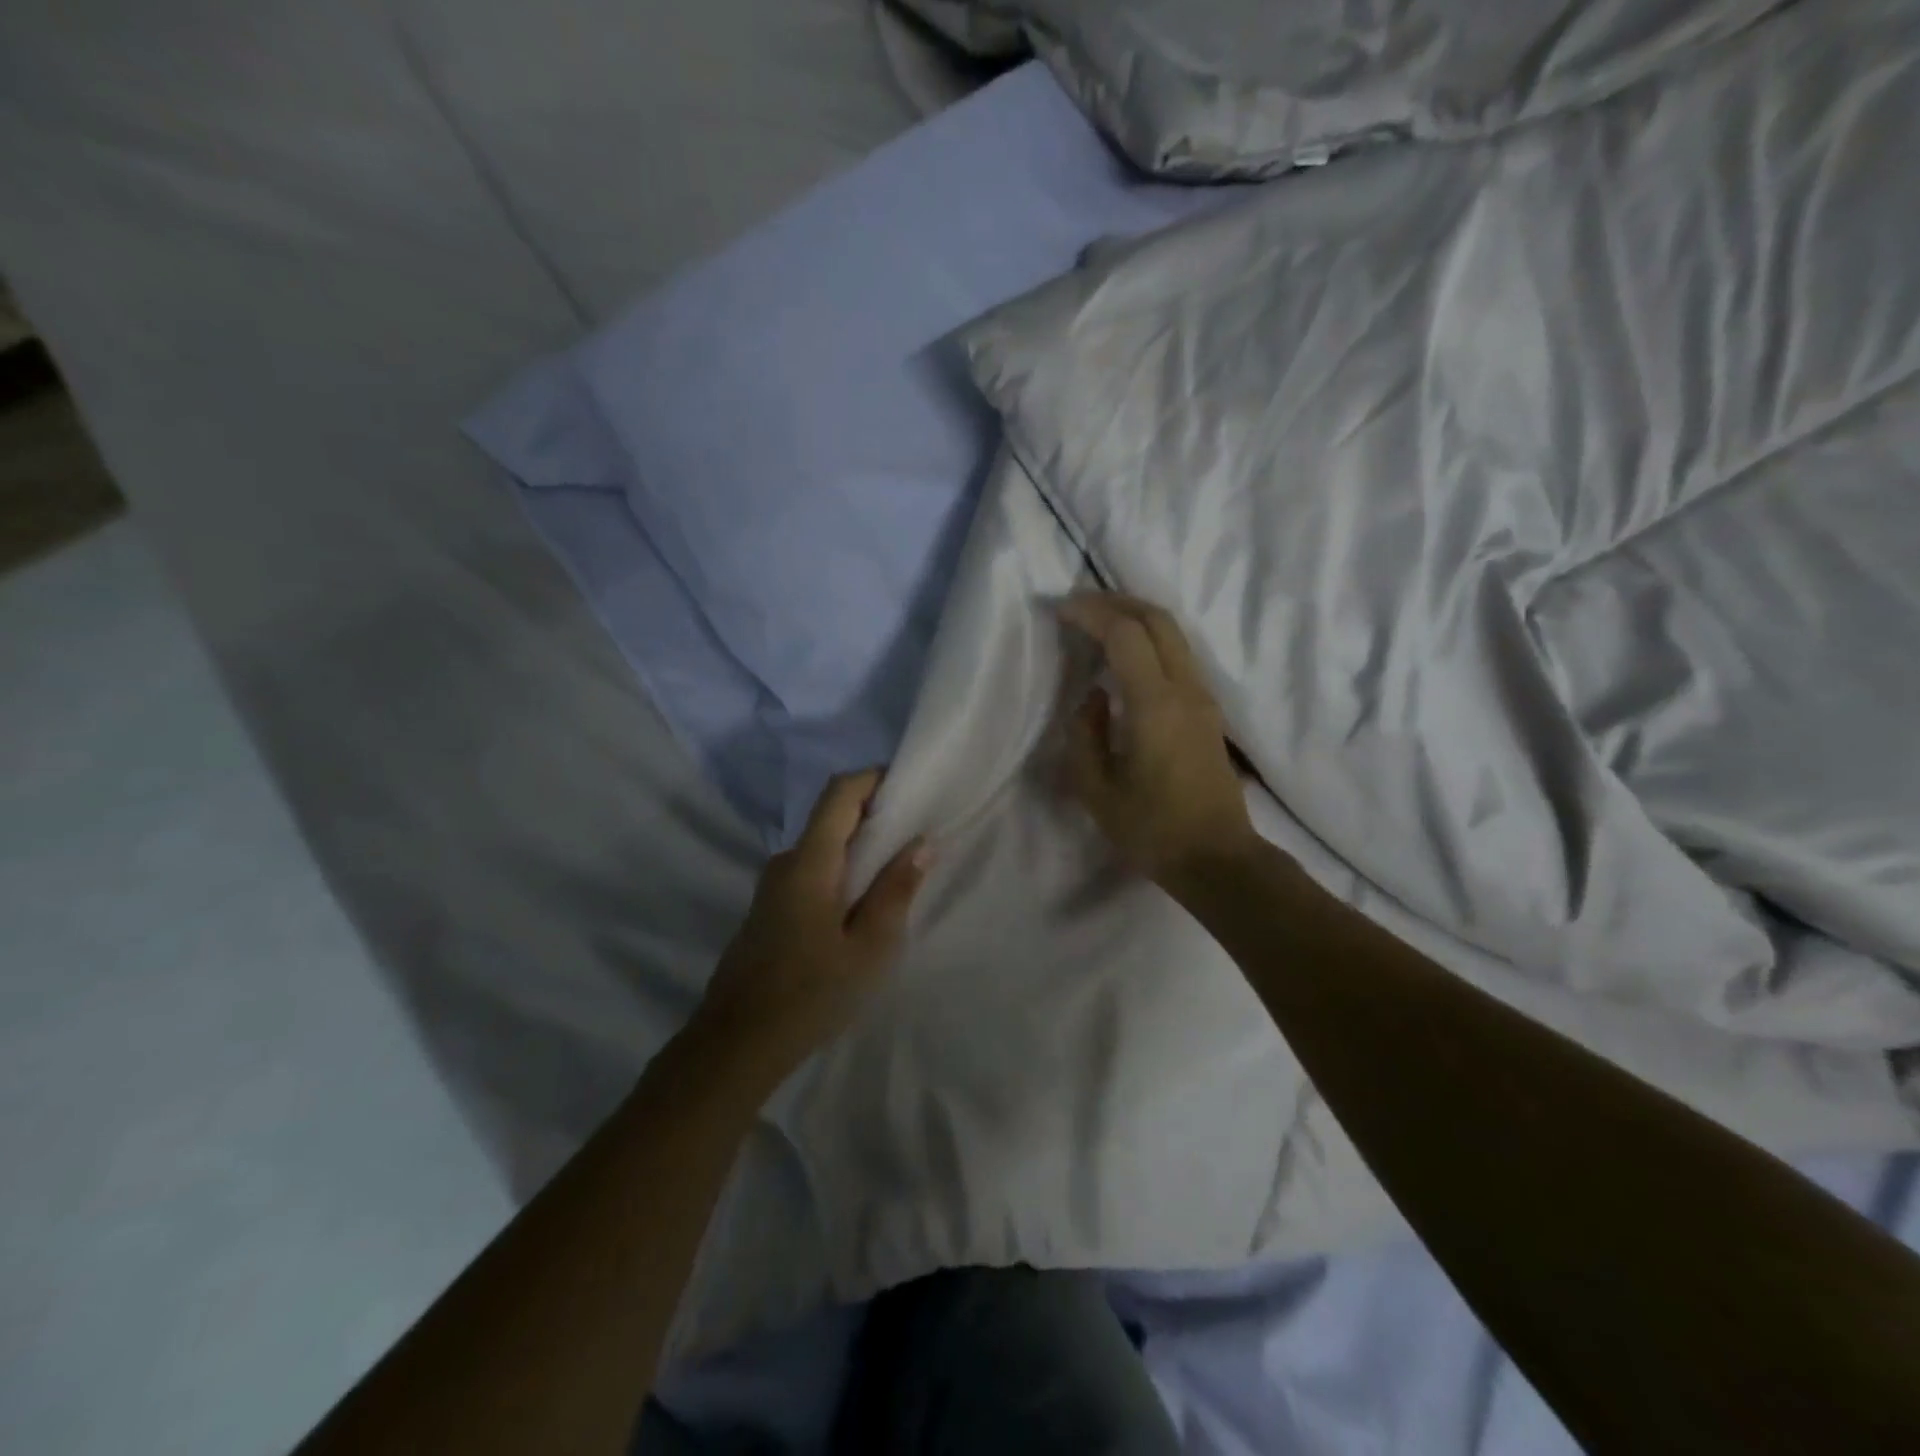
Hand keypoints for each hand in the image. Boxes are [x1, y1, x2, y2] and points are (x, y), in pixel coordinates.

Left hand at [694, 769, 928, 1080]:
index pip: (839, 793)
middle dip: (875, 815)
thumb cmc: (810, 994)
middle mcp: (786, 862)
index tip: (910, 787)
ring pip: (823, 847)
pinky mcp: (770, 909)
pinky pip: (812, 871)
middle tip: (918, 834)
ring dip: (859, 847)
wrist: (736, 1045)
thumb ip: (896, 890)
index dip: (873, 778)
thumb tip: (921, 843)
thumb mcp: (869, 948)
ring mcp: (773, 886)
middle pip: (832, 817)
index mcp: (810, 862)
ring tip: (898, 872)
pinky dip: (842, 871)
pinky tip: (863, 904)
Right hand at [1057, 592, 1257, 888]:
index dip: (1091, 613)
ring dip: (1136, 617)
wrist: (1217, 859)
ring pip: (1173, 634)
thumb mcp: (1097, 790)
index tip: (1061, 610)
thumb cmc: (1152, 830)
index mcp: (1155, 705)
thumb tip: (1093, 696)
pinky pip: (1179, 655)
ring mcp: (1203, 698)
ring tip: (1099, 621)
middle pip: (1157, 619)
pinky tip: (1125, 655)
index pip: (1125, 634)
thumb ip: (1085, 734)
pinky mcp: (1208, 712)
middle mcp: (1185, 690)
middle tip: (1079, 604)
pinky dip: (1149, 639)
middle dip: (1116, 601)